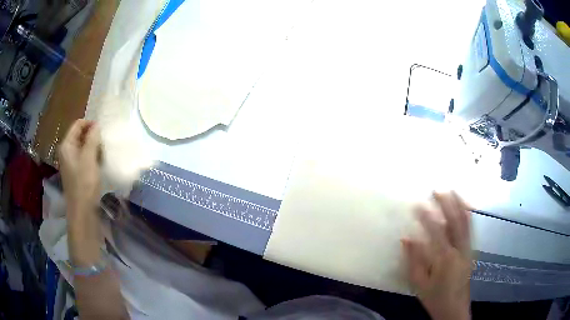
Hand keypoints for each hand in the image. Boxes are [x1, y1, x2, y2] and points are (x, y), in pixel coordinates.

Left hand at [59, 119, 101, 215]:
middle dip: (92, 135)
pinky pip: (84, 157)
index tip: (102, 130)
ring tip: (103, 152)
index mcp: (66, 145)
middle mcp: (66, 151)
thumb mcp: (89, 158)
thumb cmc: (84, 183)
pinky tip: (99, 162)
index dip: (90, 124)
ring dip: (93, 146)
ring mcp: (71, 162)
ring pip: (83, 146)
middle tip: (103, 141)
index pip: (78, 124)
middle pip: (80, 135)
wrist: (83, 211)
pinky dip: (92, 156)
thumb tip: (97, 125)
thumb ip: (92, 139)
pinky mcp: (76, 172)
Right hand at [402, 192, 471, 319]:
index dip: (426, 216)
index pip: (436, 231)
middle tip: (437, 190)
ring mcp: (468, 249)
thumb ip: (414, 261)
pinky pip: (471, 228)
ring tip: (453, 191)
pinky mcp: (471, 250)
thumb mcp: (420, 284)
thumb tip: (406, 238)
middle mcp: (459, 249)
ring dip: (459, 204)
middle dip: (446, 203)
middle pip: (455, 221)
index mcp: (445, 259)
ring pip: (466, 221)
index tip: (417, 204)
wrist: (454, 309)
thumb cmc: (435, 298)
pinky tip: (464, 207)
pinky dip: (468, 214)